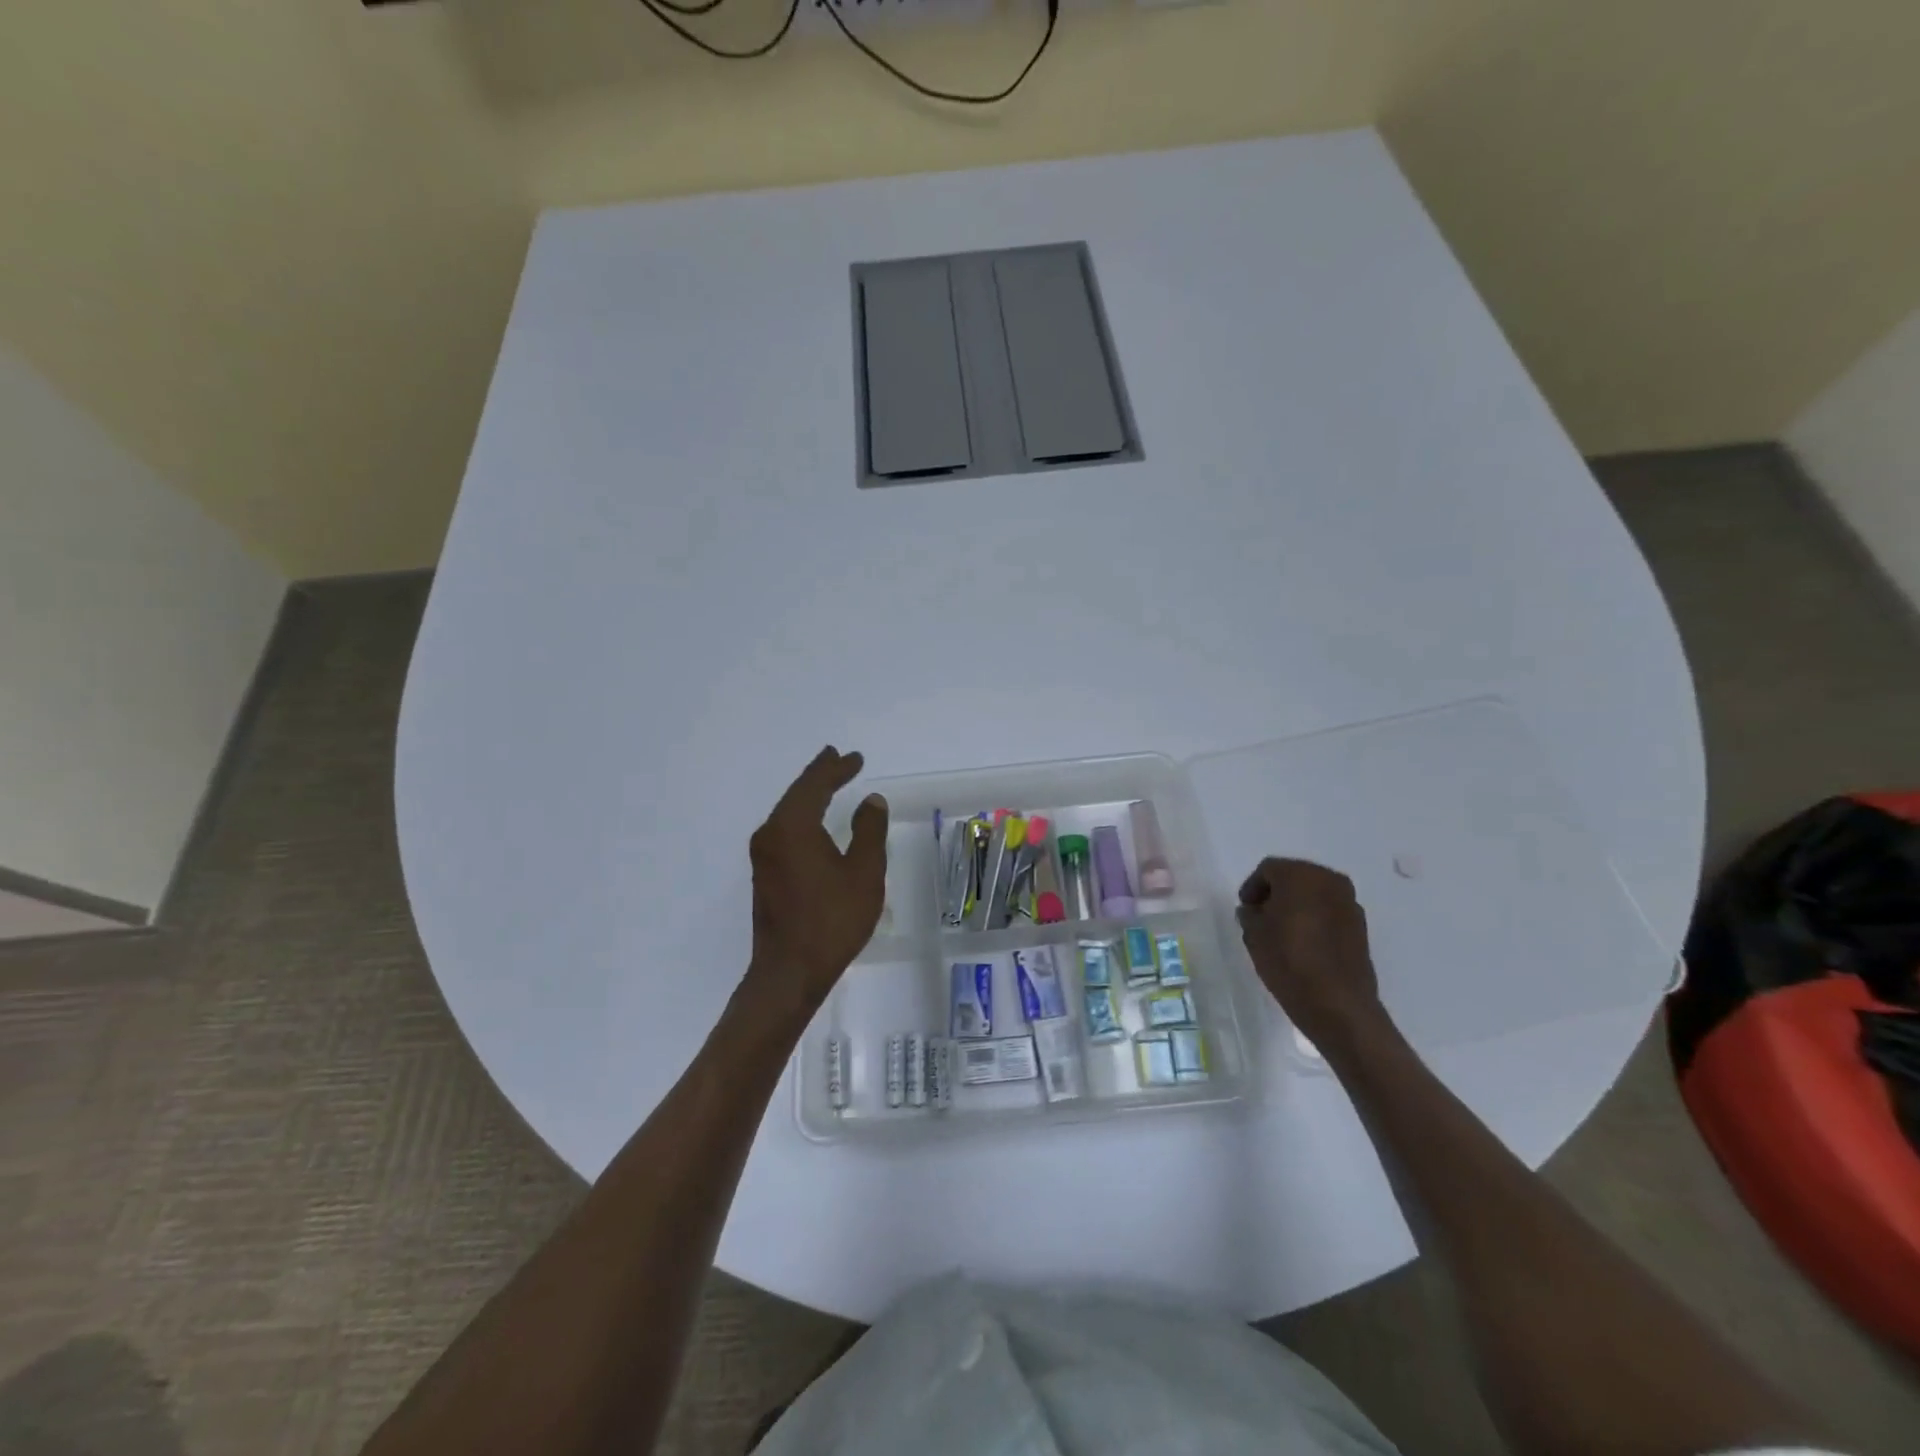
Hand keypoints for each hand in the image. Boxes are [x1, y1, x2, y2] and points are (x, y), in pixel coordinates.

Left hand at [744, 747, 888, 1018]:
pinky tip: (814, 821)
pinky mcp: (764, 874)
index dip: (835, 769)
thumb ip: (869, 831)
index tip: (854, 757)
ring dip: (809, 796)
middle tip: (838, 759)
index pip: (814, 785)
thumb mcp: (864, 873)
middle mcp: (771, 834)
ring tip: (829, 782)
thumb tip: (871, 800)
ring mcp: (763, 855)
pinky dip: (802, 817)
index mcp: (792, 827)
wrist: (789, 972)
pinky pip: (784, 831)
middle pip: (796, 795)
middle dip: (819, 776)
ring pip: (788, 813)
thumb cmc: (832, 920)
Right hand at [1236, 858, 1385, 1048]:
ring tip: (1282, 931)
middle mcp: (1329, 880)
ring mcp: (1349, 903)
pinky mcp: (1361, 926)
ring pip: (1314, 893)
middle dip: (1276, 893)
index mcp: (1300, 875)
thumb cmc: (1288, 960)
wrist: (1337, 1004)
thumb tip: (1254, 910)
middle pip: (1294, 876)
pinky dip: (1315, 918)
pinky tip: (1304, 942)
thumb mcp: (1254, 934)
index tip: (1244, 910)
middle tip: (1261, 917)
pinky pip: (1330, 911)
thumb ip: (1249, 914)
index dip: (1252, 887)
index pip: (1268, 869)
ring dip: (1297, 905)